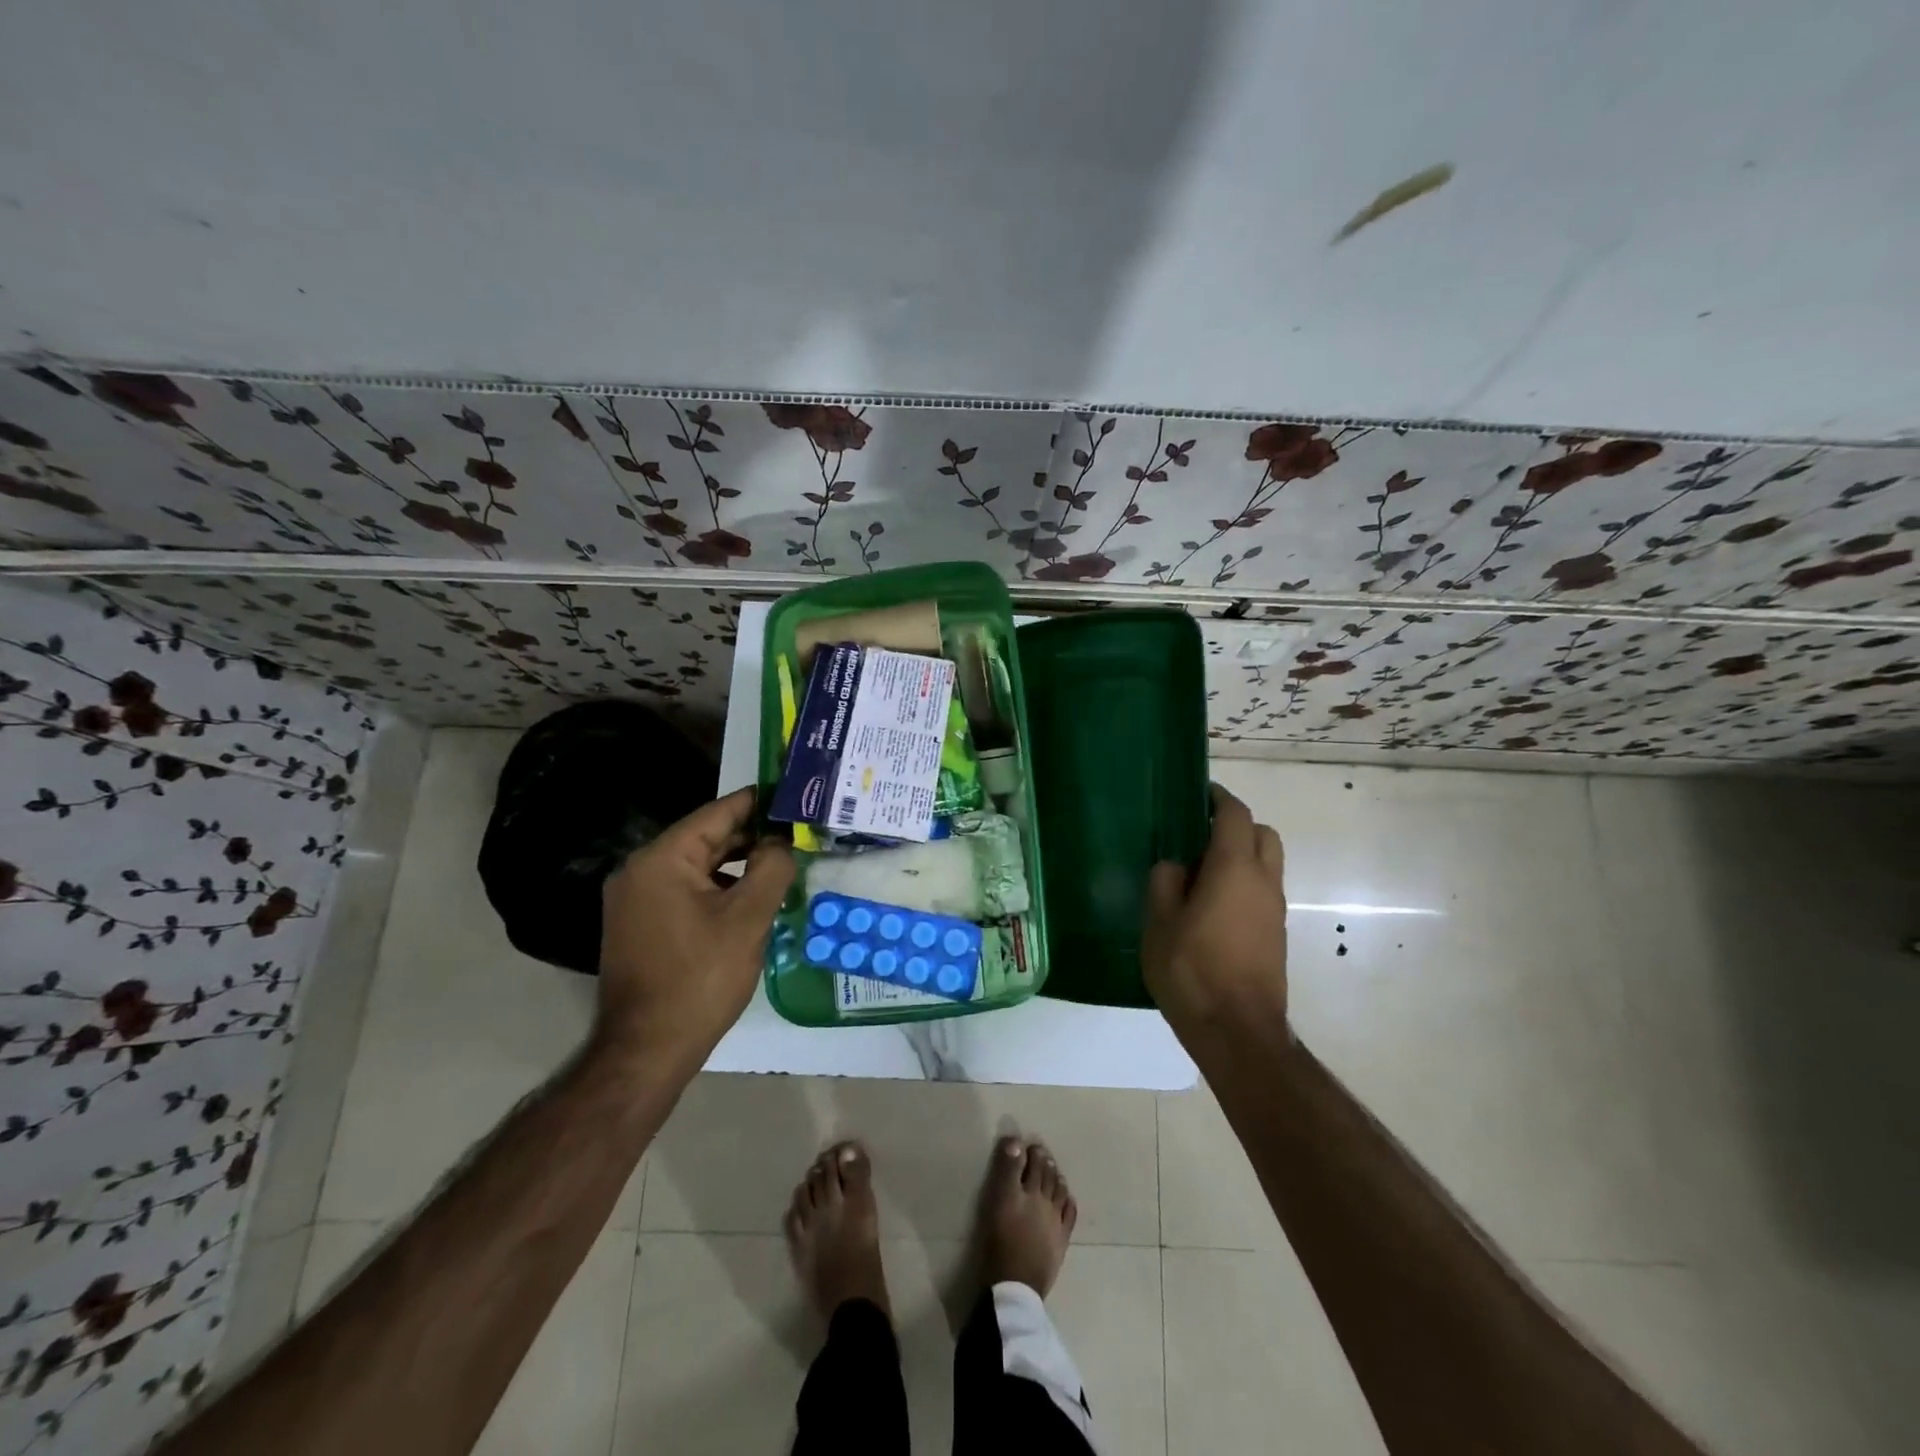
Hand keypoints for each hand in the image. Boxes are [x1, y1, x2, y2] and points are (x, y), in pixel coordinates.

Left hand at [597, 788, 794, 1068]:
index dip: (759, 803)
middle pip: (706, 838)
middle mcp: (641, 870)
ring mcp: (636, 899)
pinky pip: (687, 890)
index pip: (718, 813)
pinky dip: (719, 888)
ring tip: (782, 863)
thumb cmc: (700, 979)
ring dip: (738, 864)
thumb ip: (771, 868)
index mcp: (661, 859)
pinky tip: (752, 898)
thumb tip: (781, 841)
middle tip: (798, 832)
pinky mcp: (641, 924)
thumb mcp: (748, 919)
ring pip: (698, 866)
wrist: (646, 1051)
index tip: (794, 795)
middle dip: (752, 836)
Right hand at [1143, 785, 1288, 1039]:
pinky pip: (1263, 891)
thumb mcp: (1159, 923)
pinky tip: (1212, 906)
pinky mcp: (1276, 934)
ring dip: (1241, 855)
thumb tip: (1175, 865)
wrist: (1238, 1031)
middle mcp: (1263, 881)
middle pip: (1262, 834)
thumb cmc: (1192, 970)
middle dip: (1235, 825)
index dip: (1218, 798)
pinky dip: (1244, 883)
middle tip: (1199, 835)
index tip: (1198, 794)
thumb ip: (1164, 882)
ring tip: (1201, 873)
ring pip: (1267, 863)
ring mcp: (1274, 909)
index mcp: (1234, 868)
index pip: (1235, 814)